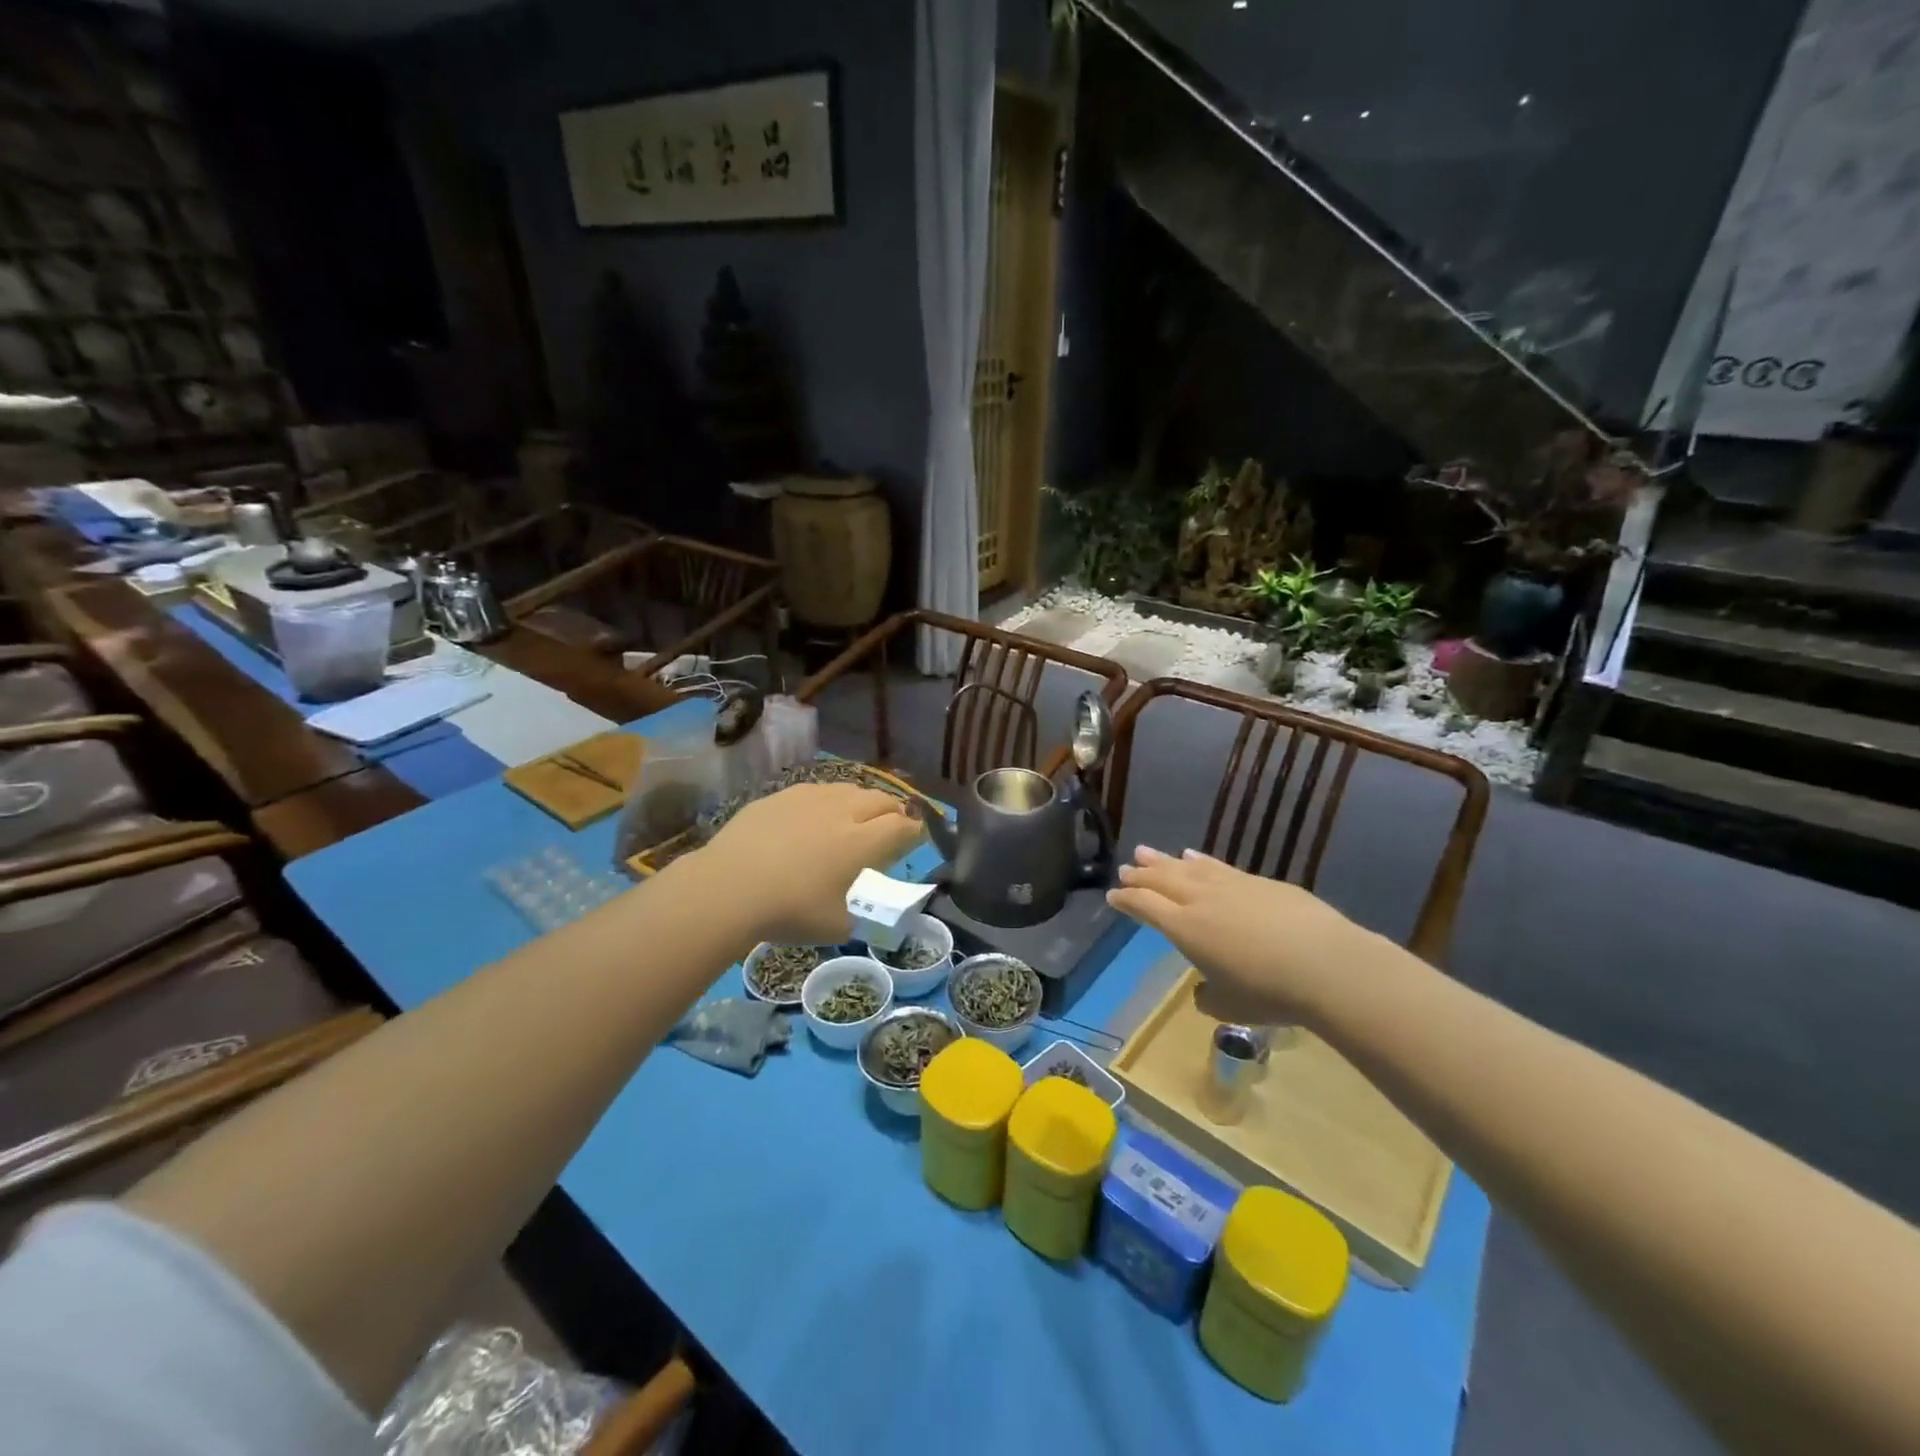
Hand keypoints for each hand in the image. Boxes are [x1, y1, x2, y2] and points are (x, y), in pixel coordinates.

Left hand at [693, 783, 923, 944]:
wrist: (727, 887)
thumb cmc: (789, 910)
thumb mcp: (835, 927)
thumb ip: (858, 918)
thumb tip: (864, 916)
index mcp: (863, 842)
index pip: (903, 826)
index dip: (915, 831)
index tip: (916, 837)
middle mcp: (843, 811)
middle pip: (881, 800)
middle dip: (893, 811)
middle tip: (892, 825)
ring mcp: (810, 798)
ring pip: (849, 789)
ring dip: (862, 802)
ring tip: (857, 816)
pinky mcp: (781, 796)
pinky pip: (816, 791)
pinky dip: (827, 801)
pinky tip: (816, 816)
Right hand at [1107, 846, 1372, 1025]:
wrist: (1326, 965)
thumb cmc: (1270, 993)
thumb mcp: (1230, 1007)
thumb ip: (1209, 997)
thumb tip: (1204, 990)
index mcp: (1184, 928)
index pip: (1145, 906)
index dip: (1126, 900)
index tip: (1113, 896)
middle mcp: (1200, 900)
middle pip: (1161, 880)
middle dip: (1139, 875)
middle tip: (1125, 869)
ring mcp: (1230, 886)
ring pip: (1186, 867)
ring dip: (1163, 860)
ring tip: (1145, 852)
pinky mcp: (1259, 882)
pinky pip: (1218, 866)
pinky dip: (1200, 860)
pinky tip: (1193, 856)